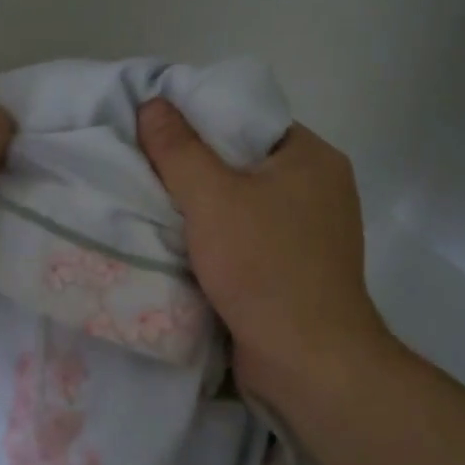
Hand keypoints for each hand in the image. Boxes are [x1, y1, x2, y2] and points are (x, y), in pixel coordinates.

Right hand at [137, 100, 390, 401]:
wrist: (307, 361)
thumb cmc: (264, 266)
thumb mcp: (211, 198)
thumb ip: (177, 148)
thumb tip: (152, 103)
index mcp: (312, 157)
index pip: (247, 119)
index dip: (199, 119)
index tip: (155, 128)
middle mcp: (319, 188)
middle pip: (242, 161)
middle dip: (194, 166)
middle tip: (145, 164)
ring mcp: (310, 232)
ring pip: (242, 203)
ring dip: (201, 206)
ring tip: (151, 198)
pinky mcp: (296, 268)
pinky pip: (247, 237)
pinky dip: (216, 237)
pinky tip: (179, 240)